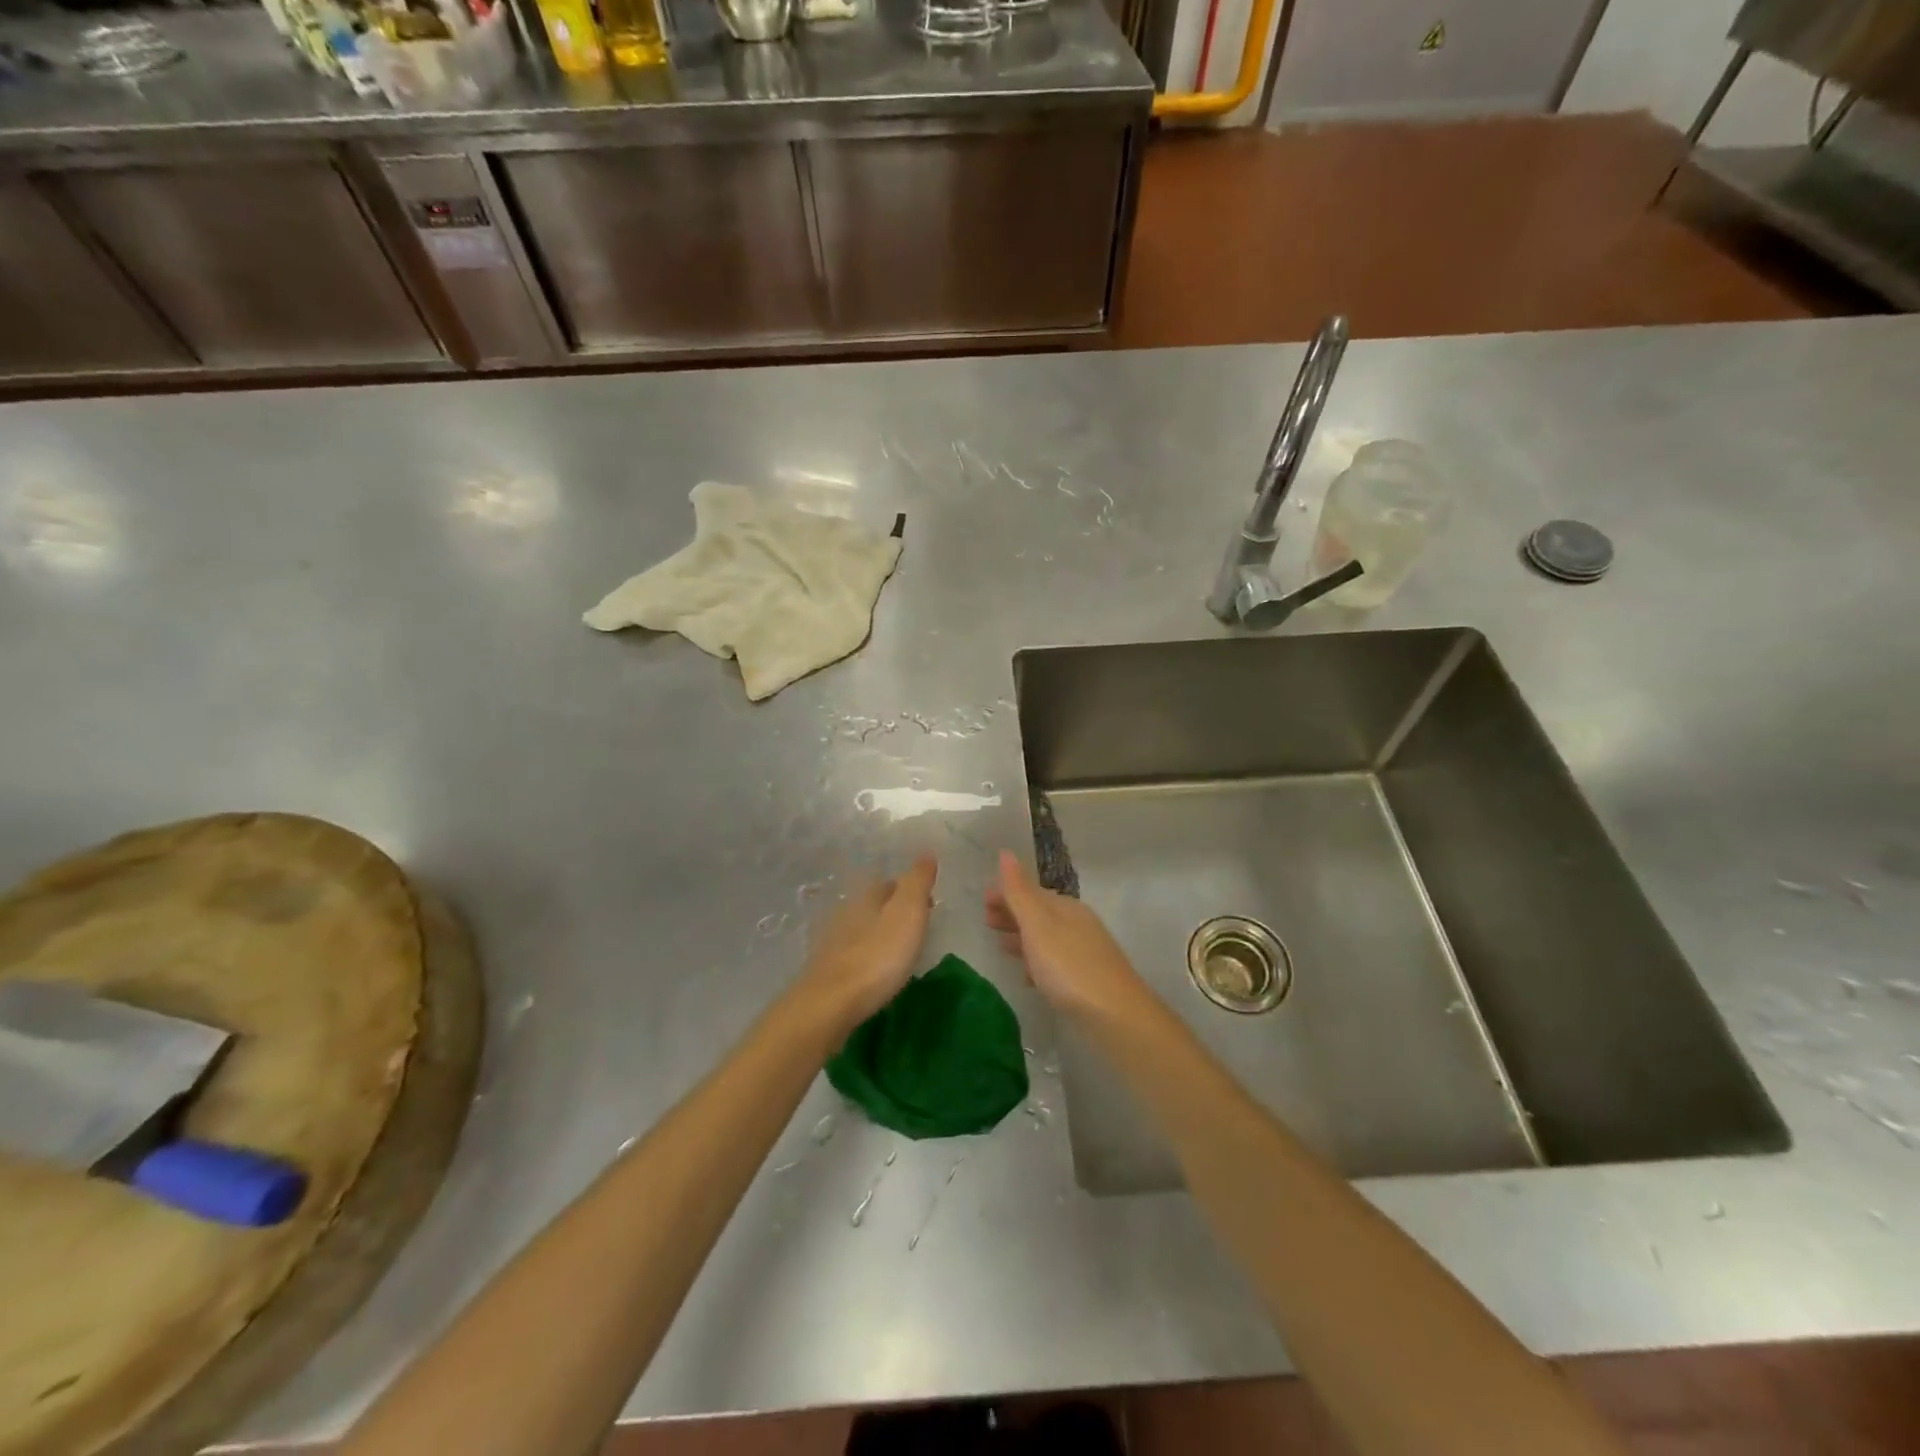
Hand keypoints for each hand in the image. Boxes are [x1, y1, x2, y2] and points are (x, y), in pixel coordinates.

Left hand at [800, 856, 937, 1030]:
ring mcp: (832, 943)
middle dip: (894, 911)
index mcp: (866, 897)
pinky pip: (853, 955)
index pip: (889, 884)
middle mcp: (846, 913)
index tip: (929, 904)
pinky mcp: (826, 971)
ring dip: (880, 935)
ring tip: (900, 950)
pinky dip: (867, 956)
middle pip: (874, 905)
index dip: (910, 890)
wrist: (831, 1003)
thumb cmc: (878, 955)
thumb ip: (917, 882)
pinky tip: (875, 971)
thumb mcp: (907, 913)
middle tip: (918, 926)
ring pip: (862, 929)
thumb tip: (926, 852)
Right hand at [985, 850, 1152, 1024]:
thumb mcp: (1038, 925)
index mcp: (1066, 908)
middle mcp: (1077, 924)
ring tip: (1000, 946)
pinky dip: (1037, 962)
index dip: (1006, 893)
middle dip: (1013, 914)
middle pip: (1039, 913)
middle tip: (986, 921)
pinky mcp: (1086, 980)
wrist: (1115, 1015)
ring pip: (1046, 938)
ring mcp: (1084, 952)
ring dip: (1022, 938)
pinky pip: (1055, 963)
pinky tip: (1027, 977)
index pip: (1031, 892)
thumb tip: (1005, 852)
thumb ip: (1019, 892)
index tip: (982, 901)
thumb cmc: (1069, 966)